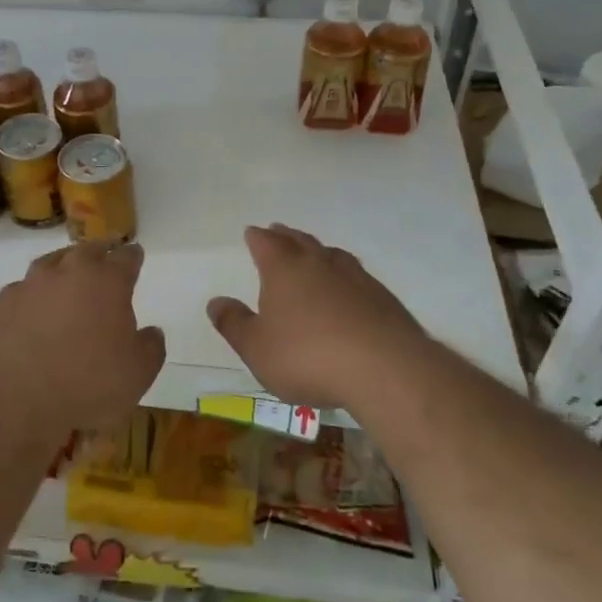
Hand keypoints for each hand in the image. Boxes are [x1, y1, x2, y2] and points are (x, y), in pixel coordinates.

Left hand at [0, 241, 165, 428]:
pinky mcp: (2, 302)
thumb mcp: (138, 374)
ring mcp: (31, 284)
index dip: (133, 256)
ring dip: (63, 268)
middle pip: (88, 250)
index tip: (135, 255)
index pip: (127, 257)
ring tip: (67, 278)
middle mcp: (69, 271)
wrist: (15, 398)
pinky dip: (32, 296)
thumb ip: (150, 348)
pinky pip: (23, 291)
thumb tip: (152, 332)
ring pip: (51, 263)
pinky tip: (32, 311)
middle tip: (105, 256)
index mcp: (108, 281)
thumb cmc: (88, 384)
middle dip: (100, 252)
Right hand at [207, 224, 436, 413]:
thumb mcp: (257, 348)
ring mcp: (356, 277)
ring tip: (314, 253)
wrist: (386, 370)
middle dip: (286, 236)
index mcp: (284, 269)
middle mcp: (319, 263)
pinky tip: (348, 289)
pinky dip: (345, 276)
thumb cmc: (308, 357)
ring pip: (332, 254)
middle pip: (299, 241)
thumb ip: (234, 324)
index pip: (266, 243)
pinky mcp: (383, 298)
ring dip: (318, 251)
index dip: (257, 238)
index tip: (252, 232)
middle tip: (279, 231)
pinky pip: (357, 276)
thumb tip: (215, 301)